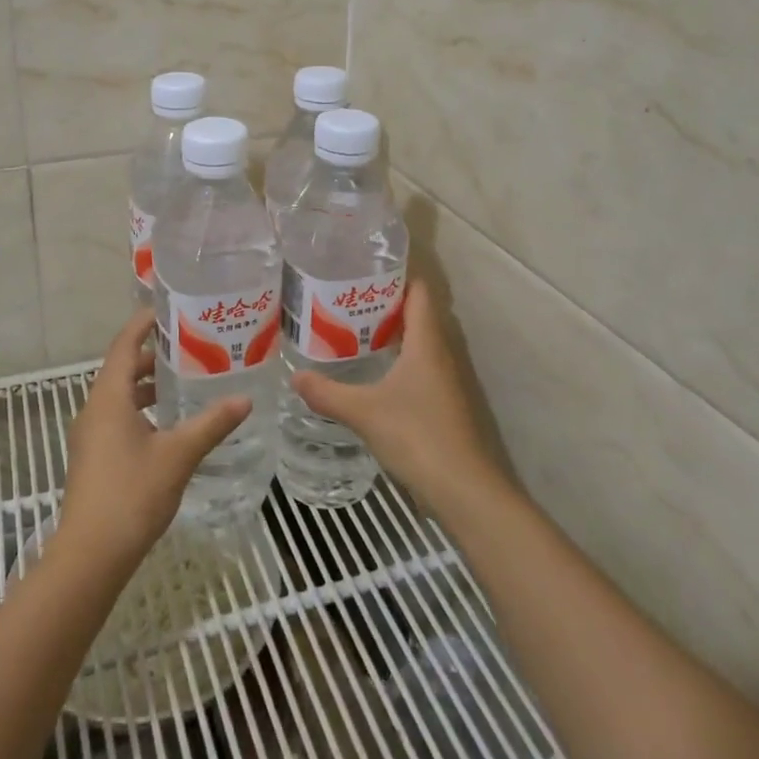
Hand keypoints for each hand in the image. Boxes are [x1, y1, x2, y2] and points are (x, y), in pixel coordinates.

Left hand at [56, 309, 252, 569]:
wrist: (90, 555)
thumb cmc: (132, 494)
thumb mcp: (178, 455)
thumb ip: (211, 424)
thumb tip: (245, 399)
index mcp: (110, 396)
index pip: (125, 344)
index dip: (143, 323)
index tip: (169, 307)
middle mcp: (95, 408)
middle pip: (122, 367)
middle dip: (153, 353)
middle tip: (190, 344)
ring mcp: (91, 434)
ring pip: (120, 394)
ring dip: (148, 383)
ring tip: (184, 380)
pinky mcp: (94, 456)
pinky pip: (117, 416)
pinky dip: (141, 407)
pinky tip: (168, 424)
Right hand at [289, 279, 505, 508]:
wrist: (465, 491)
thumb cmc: (418, 436)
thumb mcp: (364, 411)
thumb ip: (328, 393)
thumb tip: (294, 376)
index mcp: (426, 342)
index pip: (419, 292)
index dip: (396, 275)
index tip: (363, 268)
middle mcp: (439, 353)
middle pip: (416, 314)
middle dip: (383, 303)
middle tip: (344, 298)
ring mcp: (444, 381)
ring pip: (416, 342)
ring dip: (389, 333)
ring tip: (349, 329)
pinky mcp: (442, 404)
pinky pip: (417, 367)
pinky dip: (395, 360)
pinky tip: (370, 373)